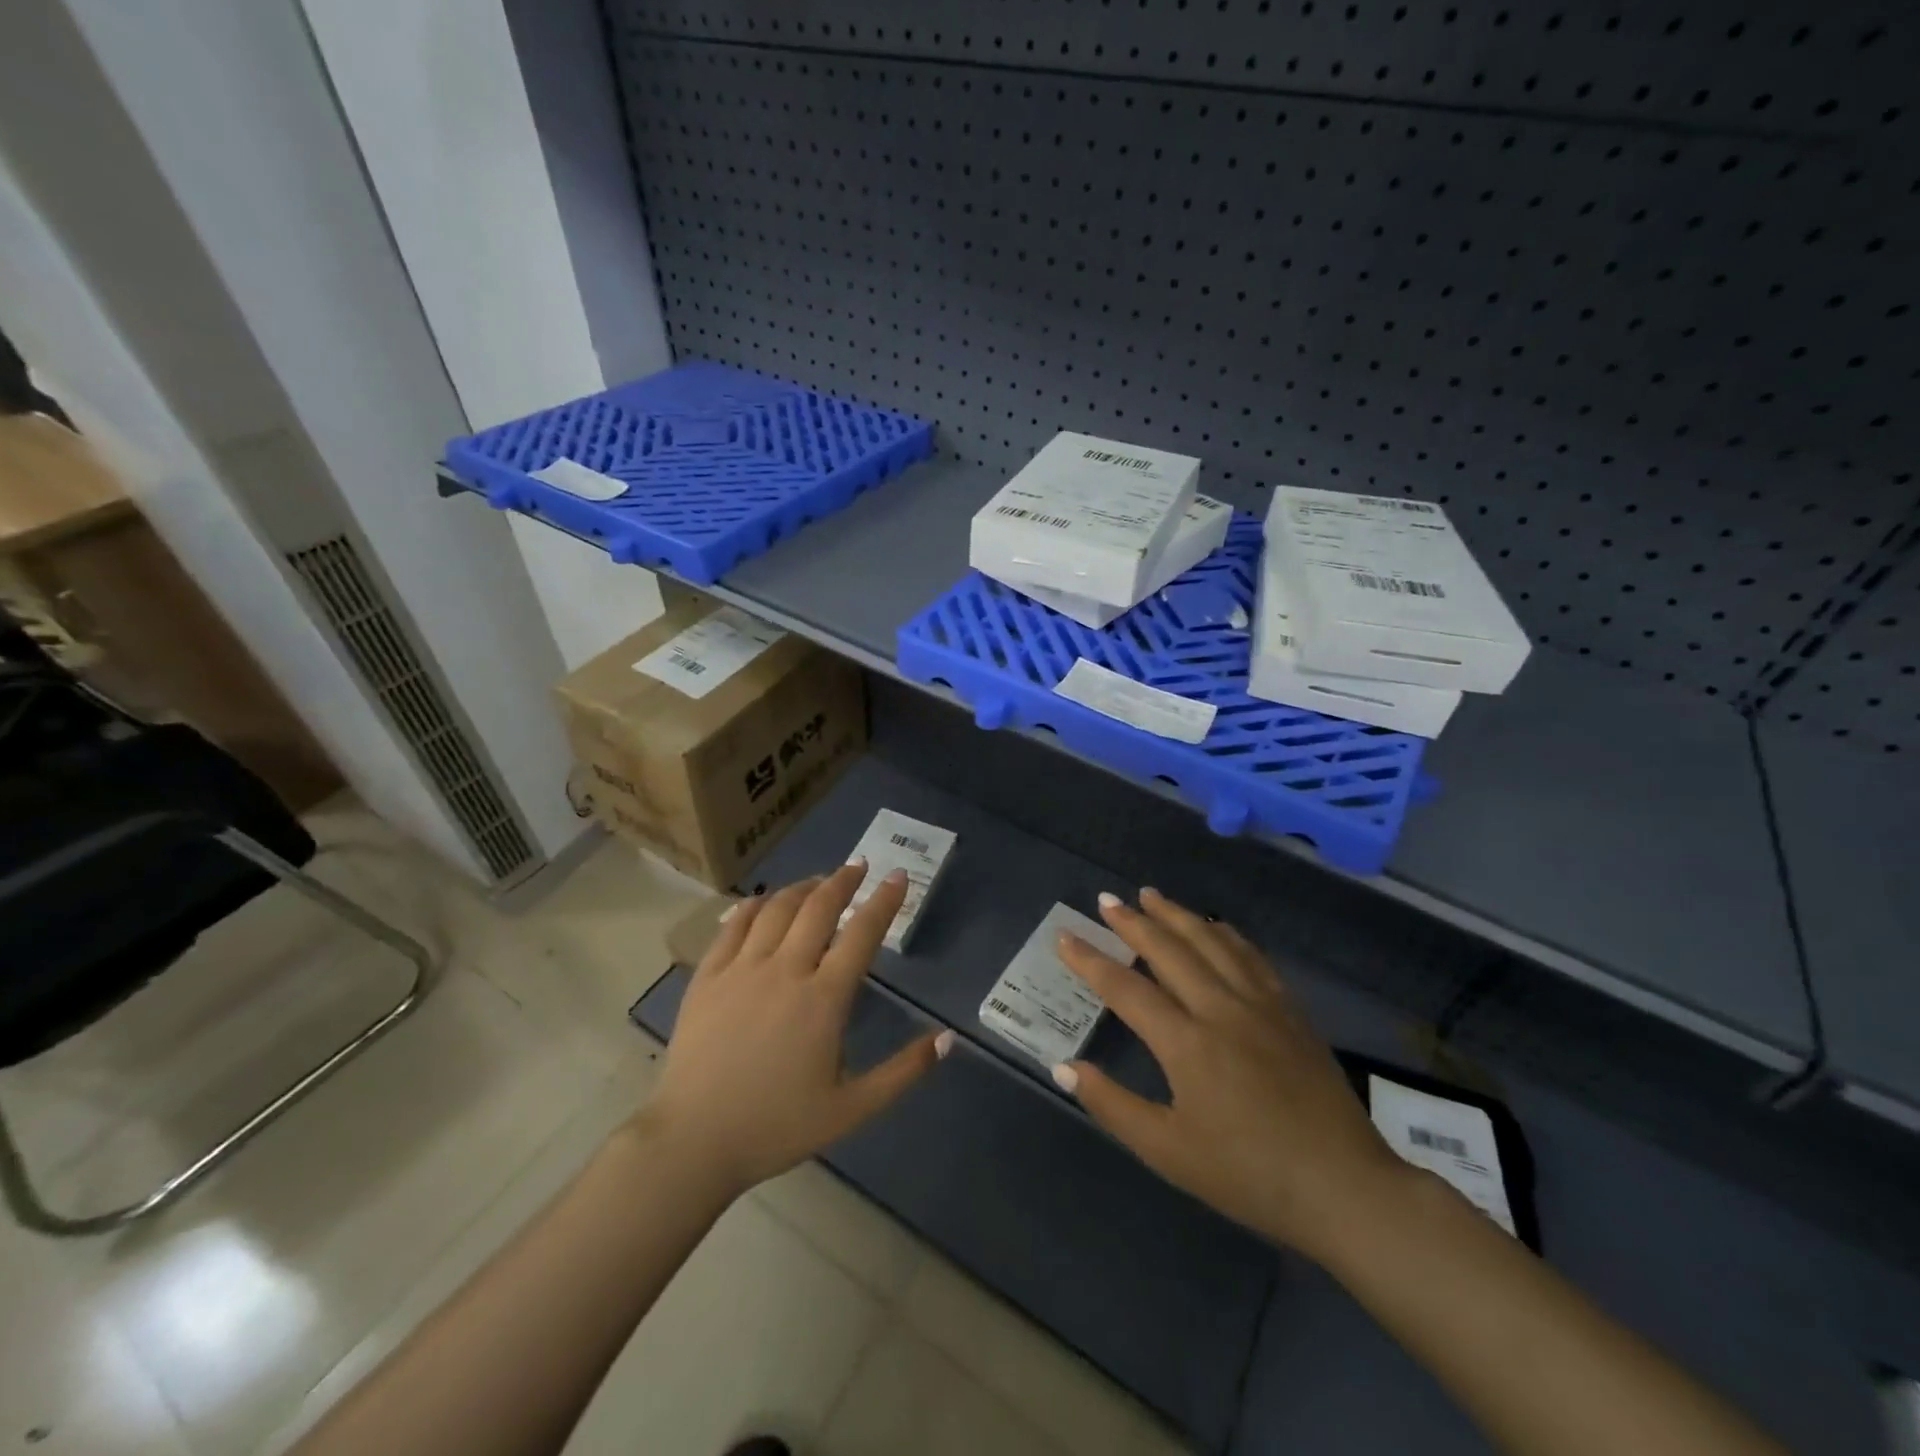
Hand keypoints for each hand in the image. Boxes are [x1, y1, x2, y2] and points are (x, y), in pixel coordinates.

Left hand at [640, 864, 951, 1197]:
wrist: (694, 1142)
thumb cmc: (777, 1126)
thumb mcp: (852, 1109)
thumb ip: (903, 1072)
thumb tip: (948, 1039)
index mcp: (824, 999)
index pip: (862, 933)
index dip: (884, 900)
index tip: (897, 877)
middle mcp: (785, 971)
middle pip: (819, 908)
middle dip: (843, 881)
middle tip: (859, 866)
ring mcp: (742, 969)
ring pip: (777, 909)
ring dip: (803, 887)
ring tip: (818, 881)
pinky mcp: (708, 977)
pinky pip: (733, 926)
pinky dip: (755, 905)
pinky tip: (764, 901)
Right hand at [1054, 888, 1409, 1263]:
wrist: (1344, 1188)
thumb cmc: (1248, 1175)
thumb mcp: (1168, 1152)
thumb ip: (1112, 1106)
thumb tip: (1064, 1067)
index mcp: (1186, 1043)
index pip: (1126, 988)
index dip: (1090, 961)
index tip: (1065, 937)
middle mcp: (1220, 1009)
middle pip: (1169, 950)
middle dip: (1133, 922)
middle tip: (1107, 900)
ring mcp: (1260, 1005)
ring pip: (1211, 942)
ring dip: (1177, 915)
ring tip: (1152, 895)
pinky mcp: (1290, 1011)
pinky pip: (1251, 956)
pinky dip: (1225, 933)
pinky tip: (1215, 926)